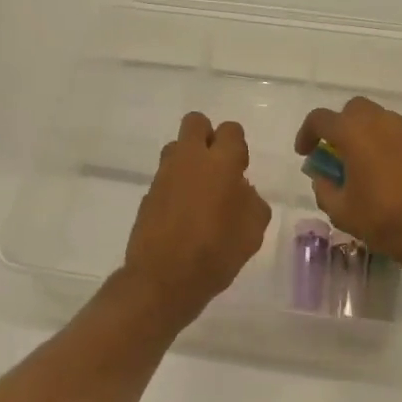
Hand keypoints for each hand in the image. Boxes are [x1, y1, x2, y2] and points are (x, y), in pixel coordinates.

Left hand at [121, 112, 271, 329]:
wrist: (163, 279)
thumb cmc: (216, 253)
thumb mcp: (253, 231)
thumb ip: (252, 201)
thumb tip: (241, 189)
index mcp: (221, 163)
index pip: (231, 130)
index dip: (237, 146)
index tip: (240, 170)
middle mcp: (189, 159)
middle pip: (196, 122)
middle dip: (208, 136)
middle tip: (217, 167)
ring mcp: (164, 175)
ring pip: (176, 147)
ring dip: (188, 159)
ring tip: (199, 191)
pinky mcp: (148, 194)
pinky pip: (165, 176)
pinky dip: (175, 185)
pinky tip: (183, 214)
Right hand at [295, 96, 401, 277]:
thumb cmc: (383, 219)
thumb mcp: (341, 211)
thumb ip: (324, 188)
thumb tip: (322, 177)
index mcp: (354, 133)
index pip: (320, 119)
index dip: (306, 133)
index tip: (304, 153)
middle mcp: (380, 122)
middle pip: (352, 110)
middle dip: (338, 126)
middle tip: (332, 153)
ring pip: (376, 118)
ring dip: (361, 133)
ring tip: (356, 163)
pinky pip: (393, 133)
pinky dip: (381, 142)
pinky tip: (379, 172)